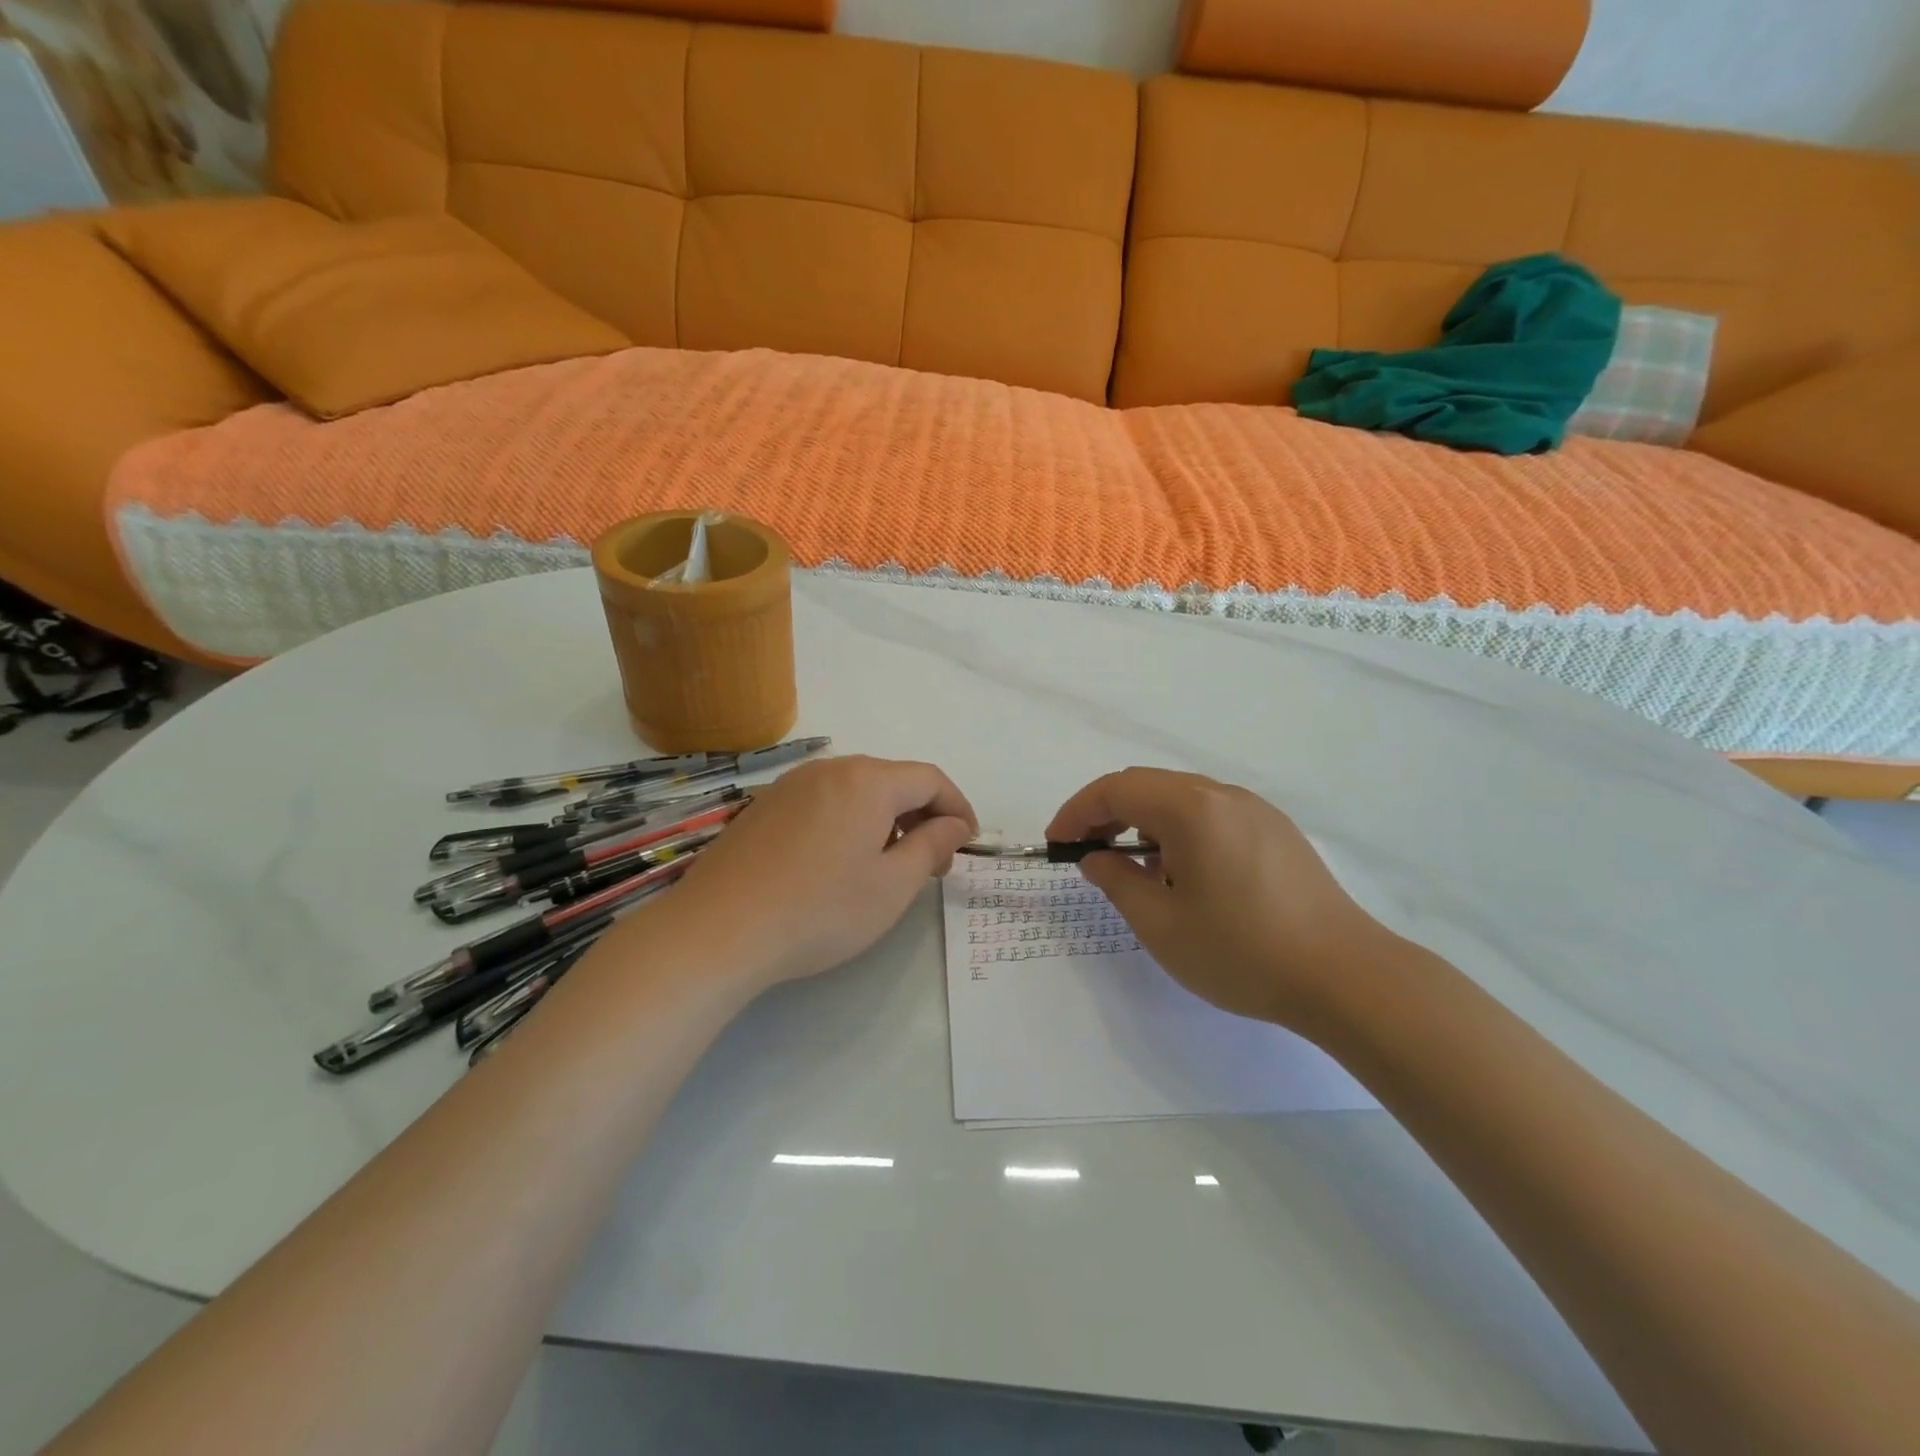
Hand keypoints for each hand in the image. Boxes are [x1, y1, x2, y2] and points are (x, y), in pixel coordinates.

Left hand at [662, 755, 976, 988]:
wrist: (717, 931)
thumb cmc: (820, 910)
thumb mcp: (892, 886)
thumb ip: (932, 846)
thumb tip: (954, 825)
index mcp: (868, 780)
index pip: (930, 779)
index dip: (958, 807)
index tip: (967, 844)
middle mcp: (830, 769)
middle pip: (893, 780)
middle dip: (923, 816)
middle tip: (932, 864)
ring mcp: (791, 785)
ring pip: (857, 791)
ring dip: (886, 820)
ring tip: (888, 866)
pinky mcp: (764, 807)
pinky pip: (824, 802)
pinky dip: (849, 823)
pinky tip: (839, 864)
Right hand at [1047, 768, 1391, 1032]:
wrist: (1345, 976)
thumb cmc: (1241, 952)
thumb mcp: (1161, 924)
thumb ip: (1118, 881)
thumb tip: (1097, 857)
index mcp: (1191, 808)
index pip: (1116, 789)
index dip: (1077, 811)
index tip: (1056, 843)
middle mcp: (1223, 795)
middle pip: (1148, 785)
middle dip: (1107, 813)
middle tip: (1087, 852)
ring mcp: (1256, 810)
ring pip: (1181, 798)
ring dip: (1145, 821)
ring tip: (1135, 868)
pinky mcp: (1277, 831)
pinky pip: (1212, 814)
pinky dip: (1180, 830)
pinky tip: (1184, 873)